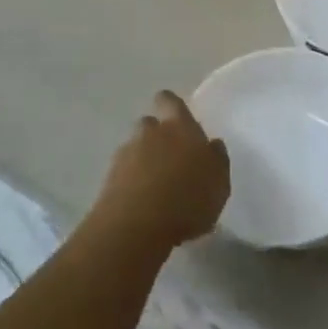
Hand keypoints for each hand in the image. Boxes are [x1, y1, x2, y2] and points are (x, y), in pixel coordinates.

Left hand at [90, 92, 230, 250]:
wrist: (137, 227)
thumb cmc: (188, 200)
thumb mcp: (219, 183)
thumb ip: (216, 159)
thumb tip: (212, 144)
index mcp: (180, 127)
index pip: (169, 100)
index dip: (171, 106)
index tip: (177, 118)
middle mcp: (150, 133)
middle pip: (149, 123)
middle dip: (157, 135)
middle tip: (170, 157)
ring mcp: (126, 154)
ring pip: (134, 147)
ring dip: (143, 158)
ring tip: (155, 184)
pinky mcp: (108, 179)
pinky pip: (122, 172)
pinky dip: (130, 180)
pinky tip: (141, 201)